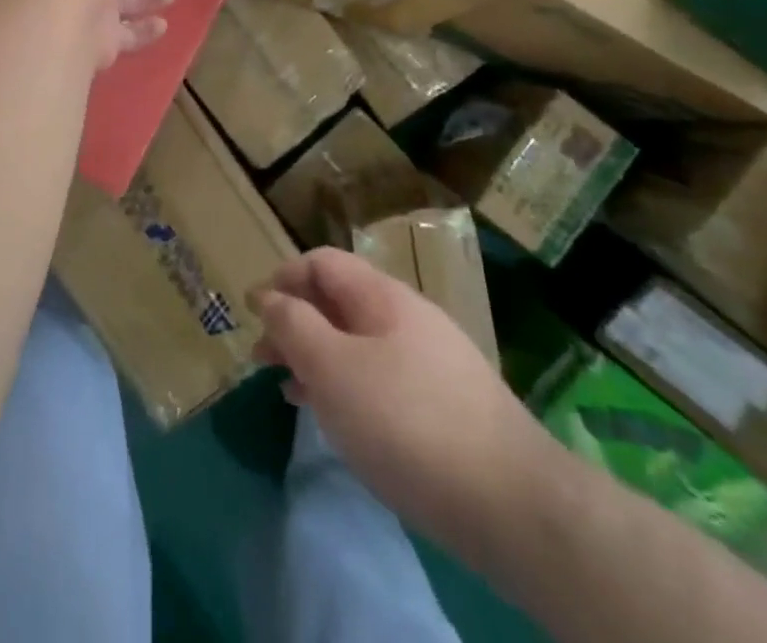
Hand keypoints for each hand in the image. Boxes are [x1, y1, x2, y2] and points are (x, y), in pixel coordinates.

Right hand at [254, 248, 553, 544]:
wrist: (514, 505)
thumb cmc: (407, 422)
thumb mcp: (333, 369)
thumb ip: (294, 326)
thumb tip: (269, 296)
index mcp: (382, 296)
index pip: (322, 263)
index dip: (283, 277)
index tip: (253, 310)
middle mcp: (408, 318)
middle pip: (339, 303)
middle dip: (295, 323)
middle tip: (261, 358)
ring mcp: (431, 362)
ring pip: (358, 344)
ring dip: (317, 358)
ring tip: (288, 388)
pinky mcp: (445, 407)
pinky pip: (381, 379)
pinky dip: (347, 387)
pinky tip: (335, 418)